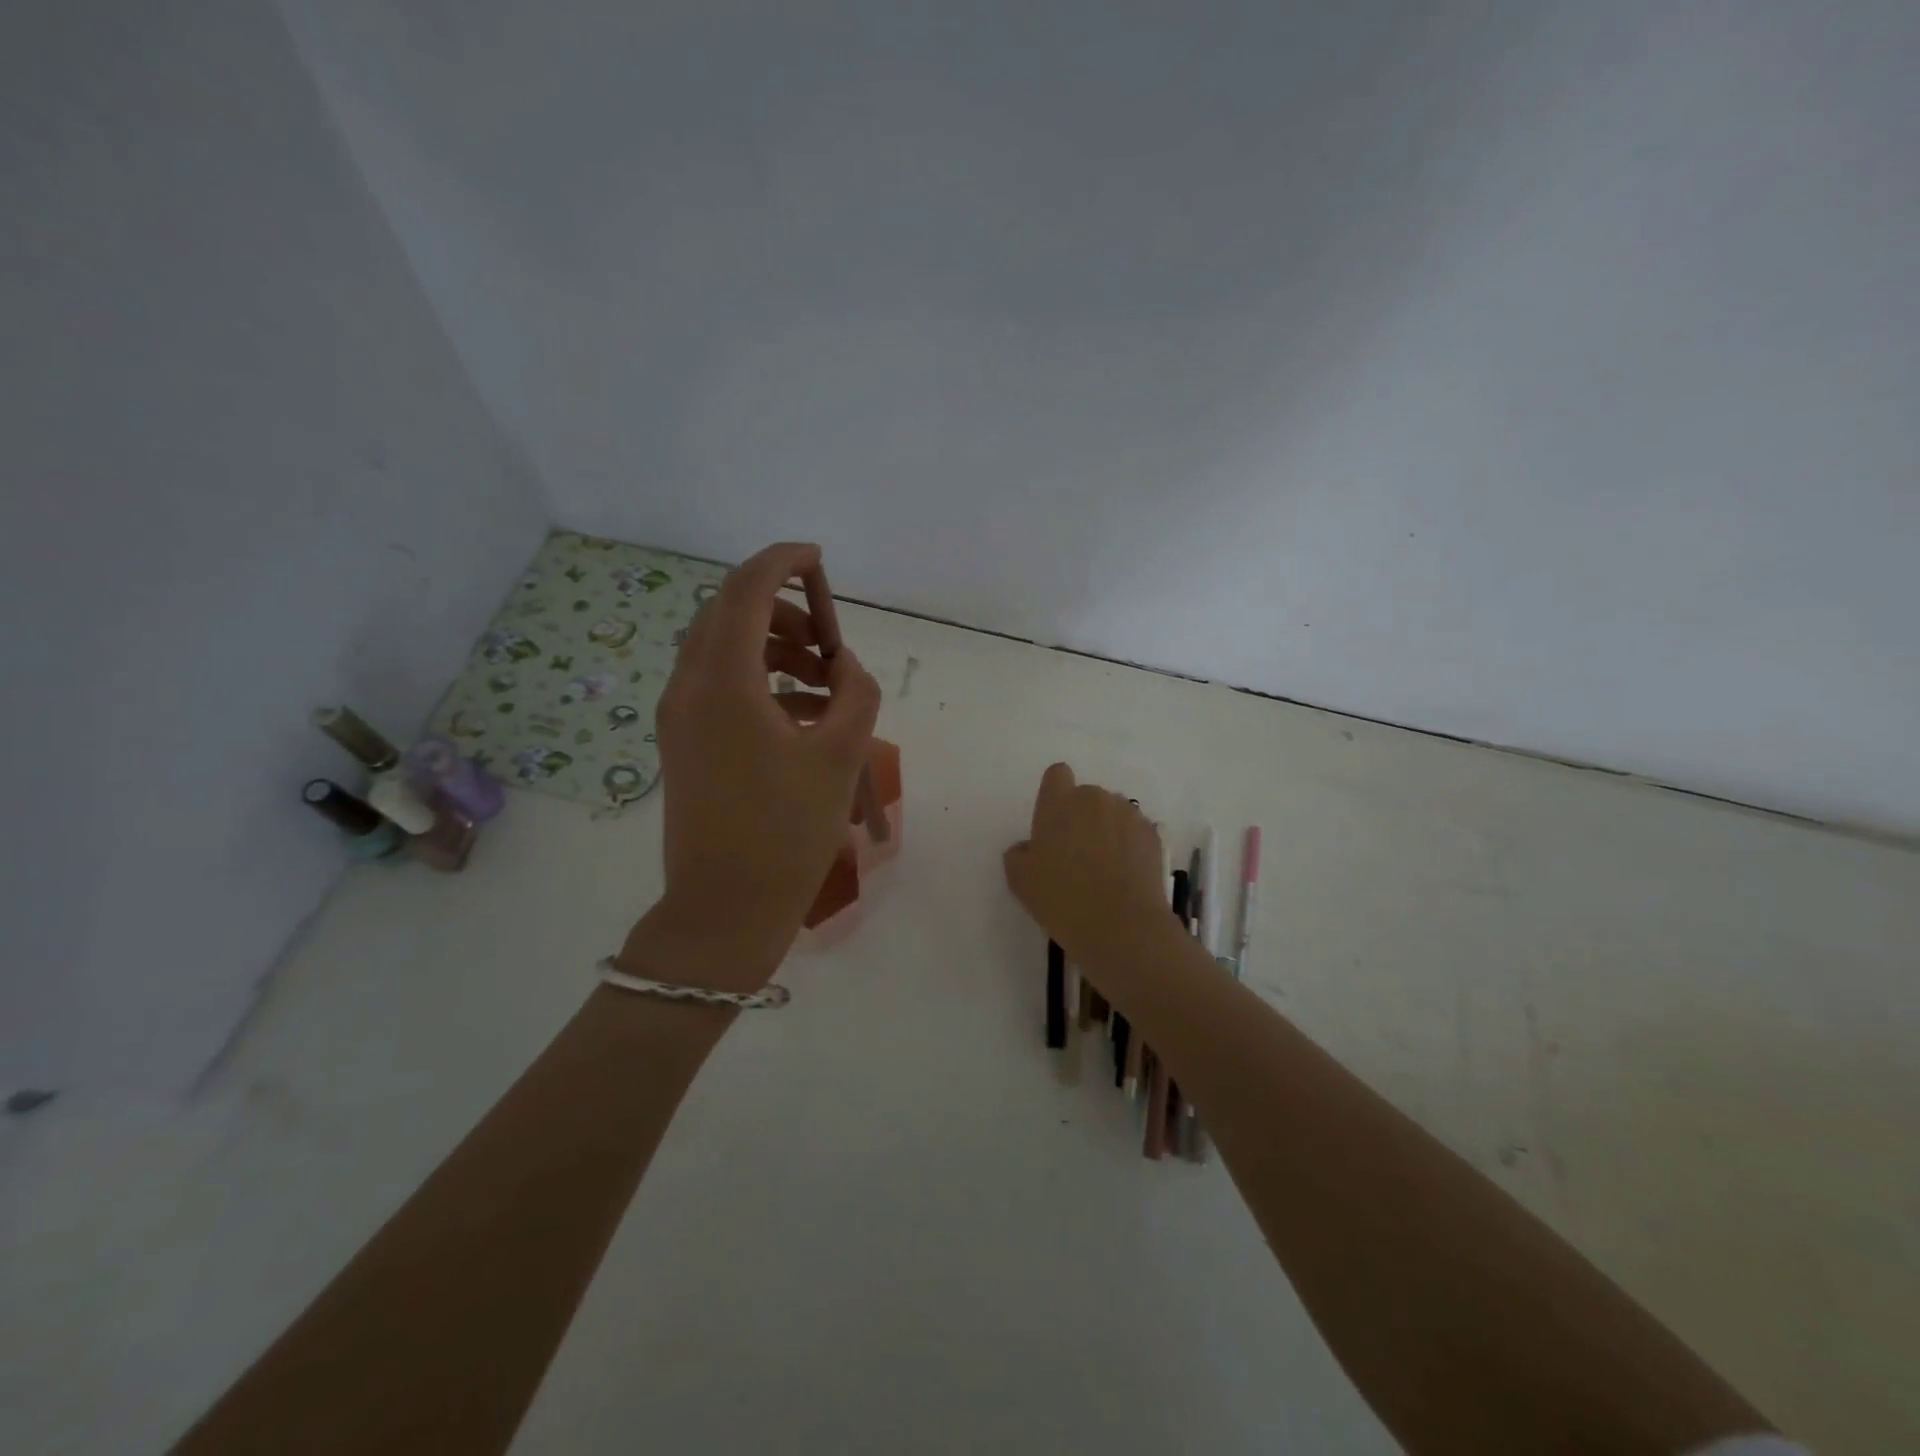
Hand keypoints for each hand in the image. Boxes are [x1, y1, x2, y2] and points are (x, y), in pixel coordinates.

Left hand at [633, 542, 881, 986]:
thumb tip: (844, 667)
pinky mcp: (683, 742)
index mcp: (724, 683)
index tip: (817, 558)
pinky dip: (760, 681)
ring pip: (723, 649)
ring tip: (825, 682)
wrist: (725, 908)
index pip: (747, 591)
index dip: (782, 562)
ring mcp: (679, 716)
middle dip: (781, 610)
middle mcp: (689, 687)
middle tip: (828, 640)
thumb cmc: (786, 832)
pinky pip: (719, 686)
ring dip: (773, 647)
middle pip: (728, 613)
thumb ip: (855, 694)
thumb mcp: (840, 756)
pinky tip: (804, 715)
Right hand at [1003, 763, 1166, 961]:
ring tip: (1104, 868)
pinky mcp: (1152, 835)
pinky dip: (1128, 845)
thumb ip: (1019, 853)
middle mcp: (1095, 798)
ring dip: (1106, 829)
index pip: (1057, 774)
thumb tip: (1030, 847)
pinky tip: (1124, 876)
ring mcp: (1128, 814)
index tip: (1053, 822)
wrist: (1122, 926)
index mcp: (1059, 803)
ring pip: (1112, 812)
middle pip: (1085, 796)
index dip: (1055, 794)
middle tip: (1075, 855)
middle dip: (1081, 817)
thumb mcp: (1020, 880)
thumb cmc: (1062, 899)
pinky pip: (1134, 831)